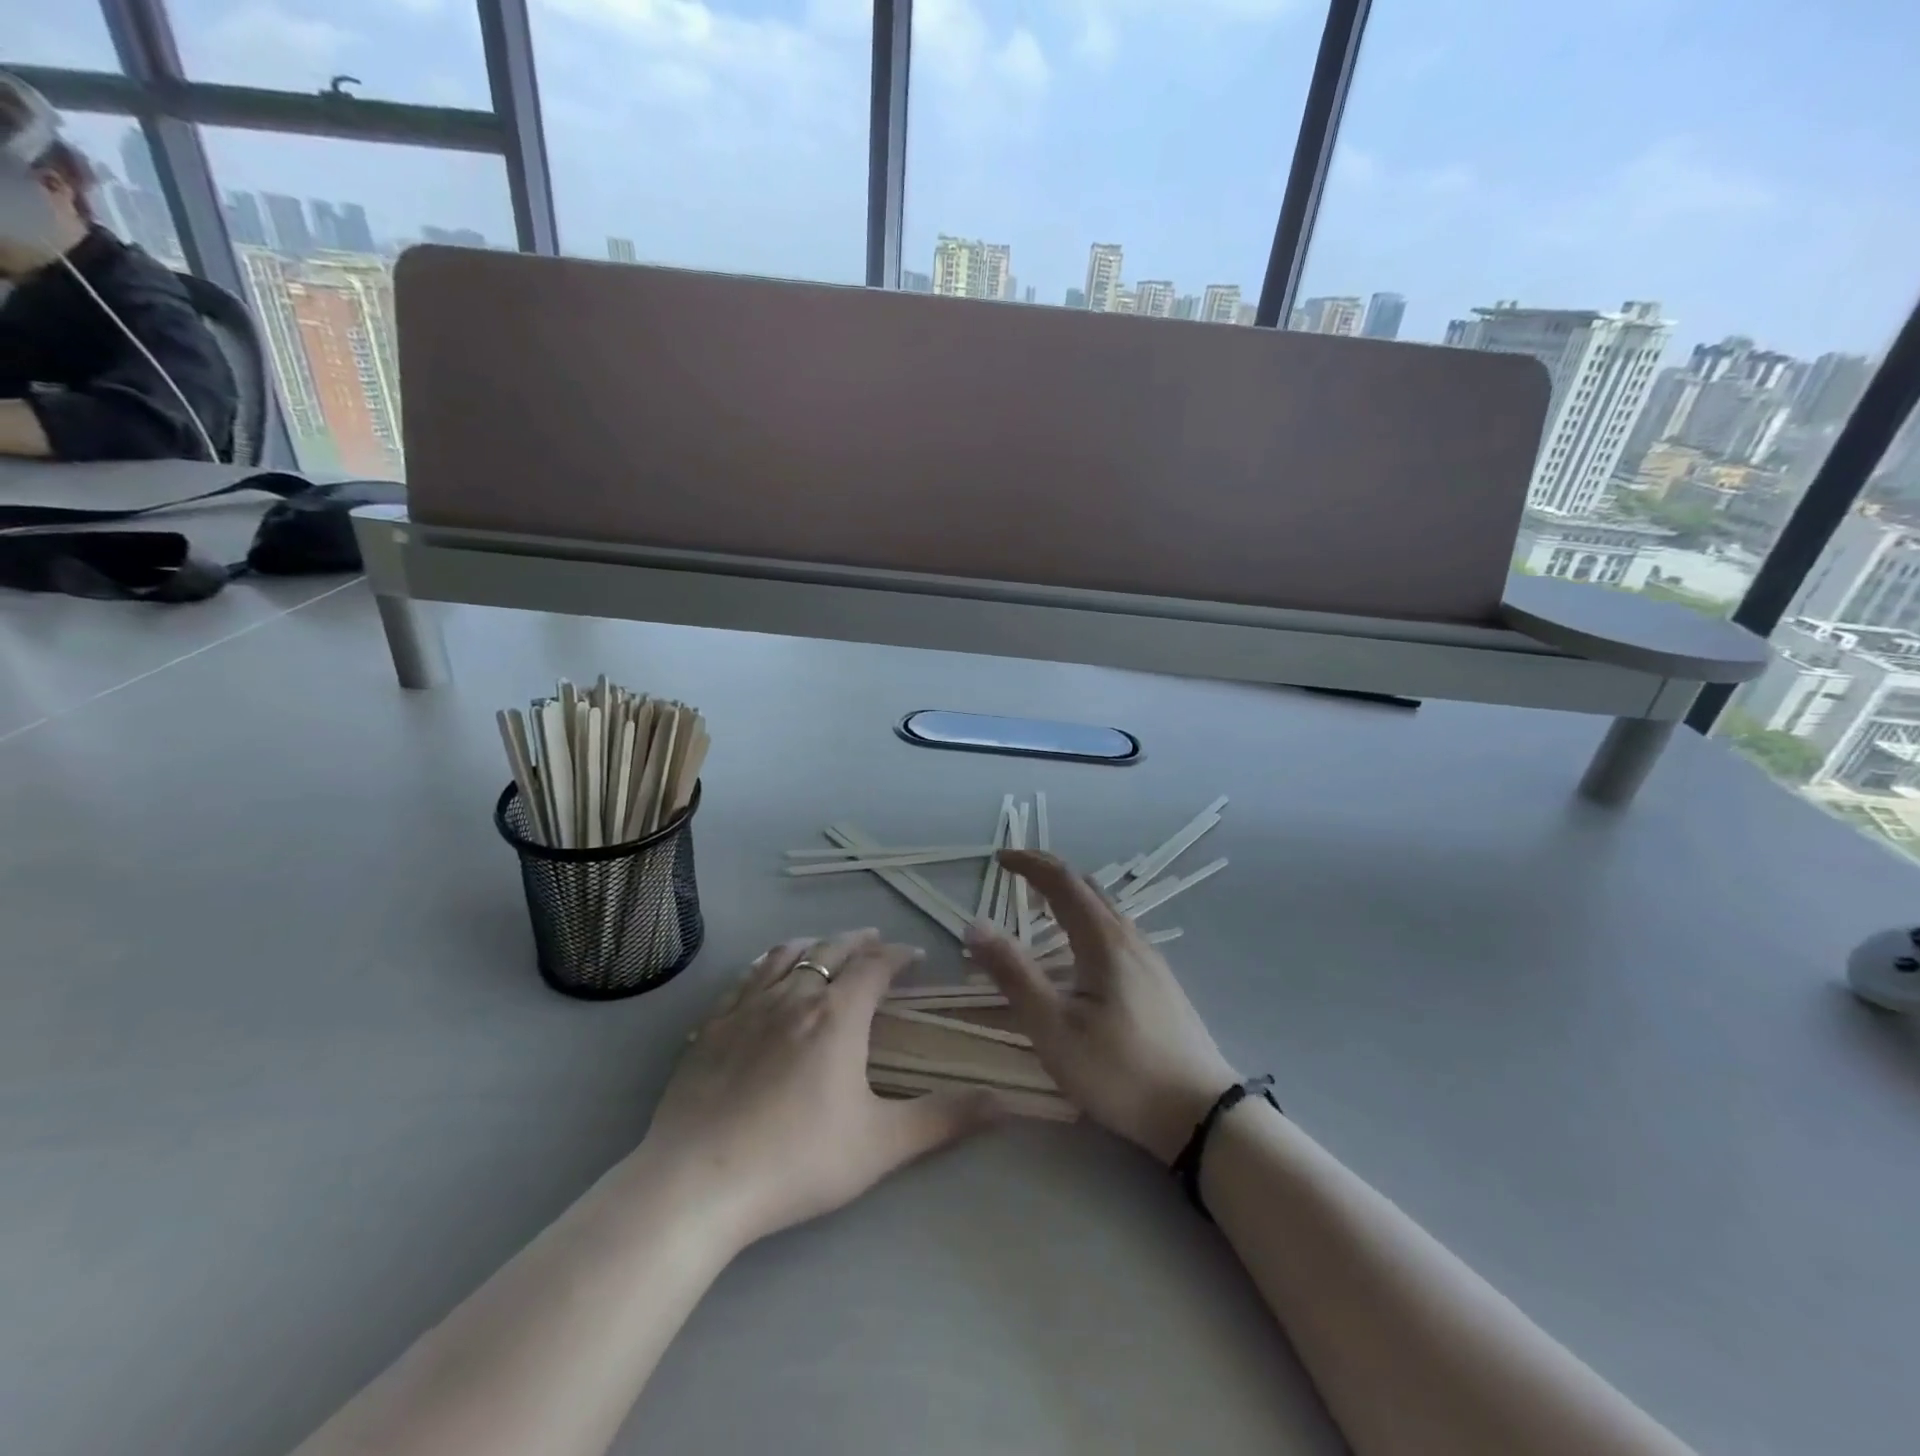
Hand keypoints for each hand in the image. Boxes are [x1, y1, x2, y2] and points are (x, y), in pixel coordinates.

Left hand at [640, 929, 998, 1251]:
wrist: (697, 1183)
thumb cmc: (797, 1159)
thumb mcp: (881, 1144)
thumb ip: (944, 1118)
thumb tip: (1005, 1102)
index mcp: (838, 1015)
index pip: (876, 966)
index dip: (899, 955)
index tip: (915, 956)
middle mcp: (795, 996)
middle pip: (832, 951)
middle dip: (858, 941)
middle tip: (875, 940)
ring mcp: (748, 1007)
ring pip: (786, 955)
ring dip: (813, 945)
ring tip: (824, 945)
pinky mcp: (712, 1027)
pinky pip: (745, 978)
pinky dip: (766, 964)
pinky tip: (764, 973)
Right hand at [967, 852, 1240, 1163]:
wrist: (1200, 1113)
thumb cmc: (1119, 1071)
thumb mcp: (1054, 1028)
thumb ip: (1014, 975)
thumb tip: (975, 925)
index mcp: (1103, 940)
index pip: (1062, 880)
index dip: (1028, 864)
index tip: (998, 859)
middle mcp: (1130, 937)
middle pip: (1087, 886)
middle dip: (1049, 872)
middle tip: (1015, 874)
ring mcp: (1150, 958)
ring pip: (1105, 908)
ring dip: (1069, 895)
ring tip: (1040, 906)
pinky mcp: (1159, 980)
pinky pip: (1116, 929)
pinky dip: (1087, 917)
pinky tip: (1080, 949)